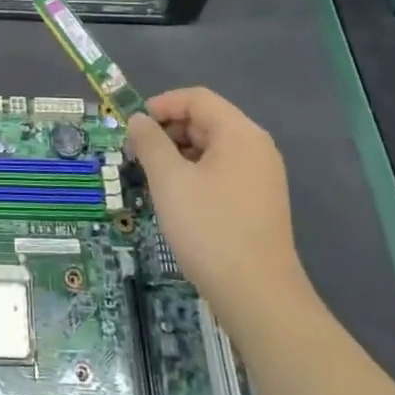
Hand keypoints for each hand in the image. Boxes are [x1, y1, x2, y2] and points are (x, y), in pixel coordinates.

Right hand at [127, 88, 306, 306]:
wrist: (258, 296)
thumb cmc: (210, 228)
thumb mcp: (169, 180)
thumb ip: (150, 142)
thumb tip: (138, 120)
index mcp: (239, 133)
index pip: (197, 98)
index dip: (161, 105)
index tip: (132, 127)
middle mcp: (256, 148)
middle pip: (206, 120)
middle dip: (168, 131)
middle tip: (137, 154)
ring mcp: (262, 177)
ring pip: (212, 148)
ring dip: (179, 154)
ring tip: (153, 178)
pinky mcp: (260, 202)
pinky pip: (222, 171)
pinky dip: (196, 174)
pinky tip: (177, 199)